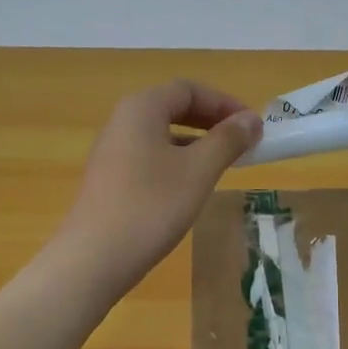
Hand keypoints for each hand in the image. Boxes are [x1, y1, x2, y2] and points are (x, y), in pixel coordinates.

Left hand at [54, 79, 261, 297]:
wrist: (94, 259)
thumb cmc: (151, 206)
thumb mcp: (198, 171)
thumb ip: (227, 140)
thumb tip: (251, 119)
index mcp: (141, 108)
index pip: (189, 89)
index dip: (225, 102)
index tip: (253, 126)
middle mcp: (122, 121)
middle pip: (173, 108)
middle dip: (212, 122)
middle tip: (243, 143)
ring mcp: (112, 151)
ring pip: (162, 135)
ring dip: (196, 143)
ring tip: (224, 166)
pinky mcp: (110, 179)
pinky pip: (150, 157)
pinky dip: (177, 162)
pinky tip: (191, 188)